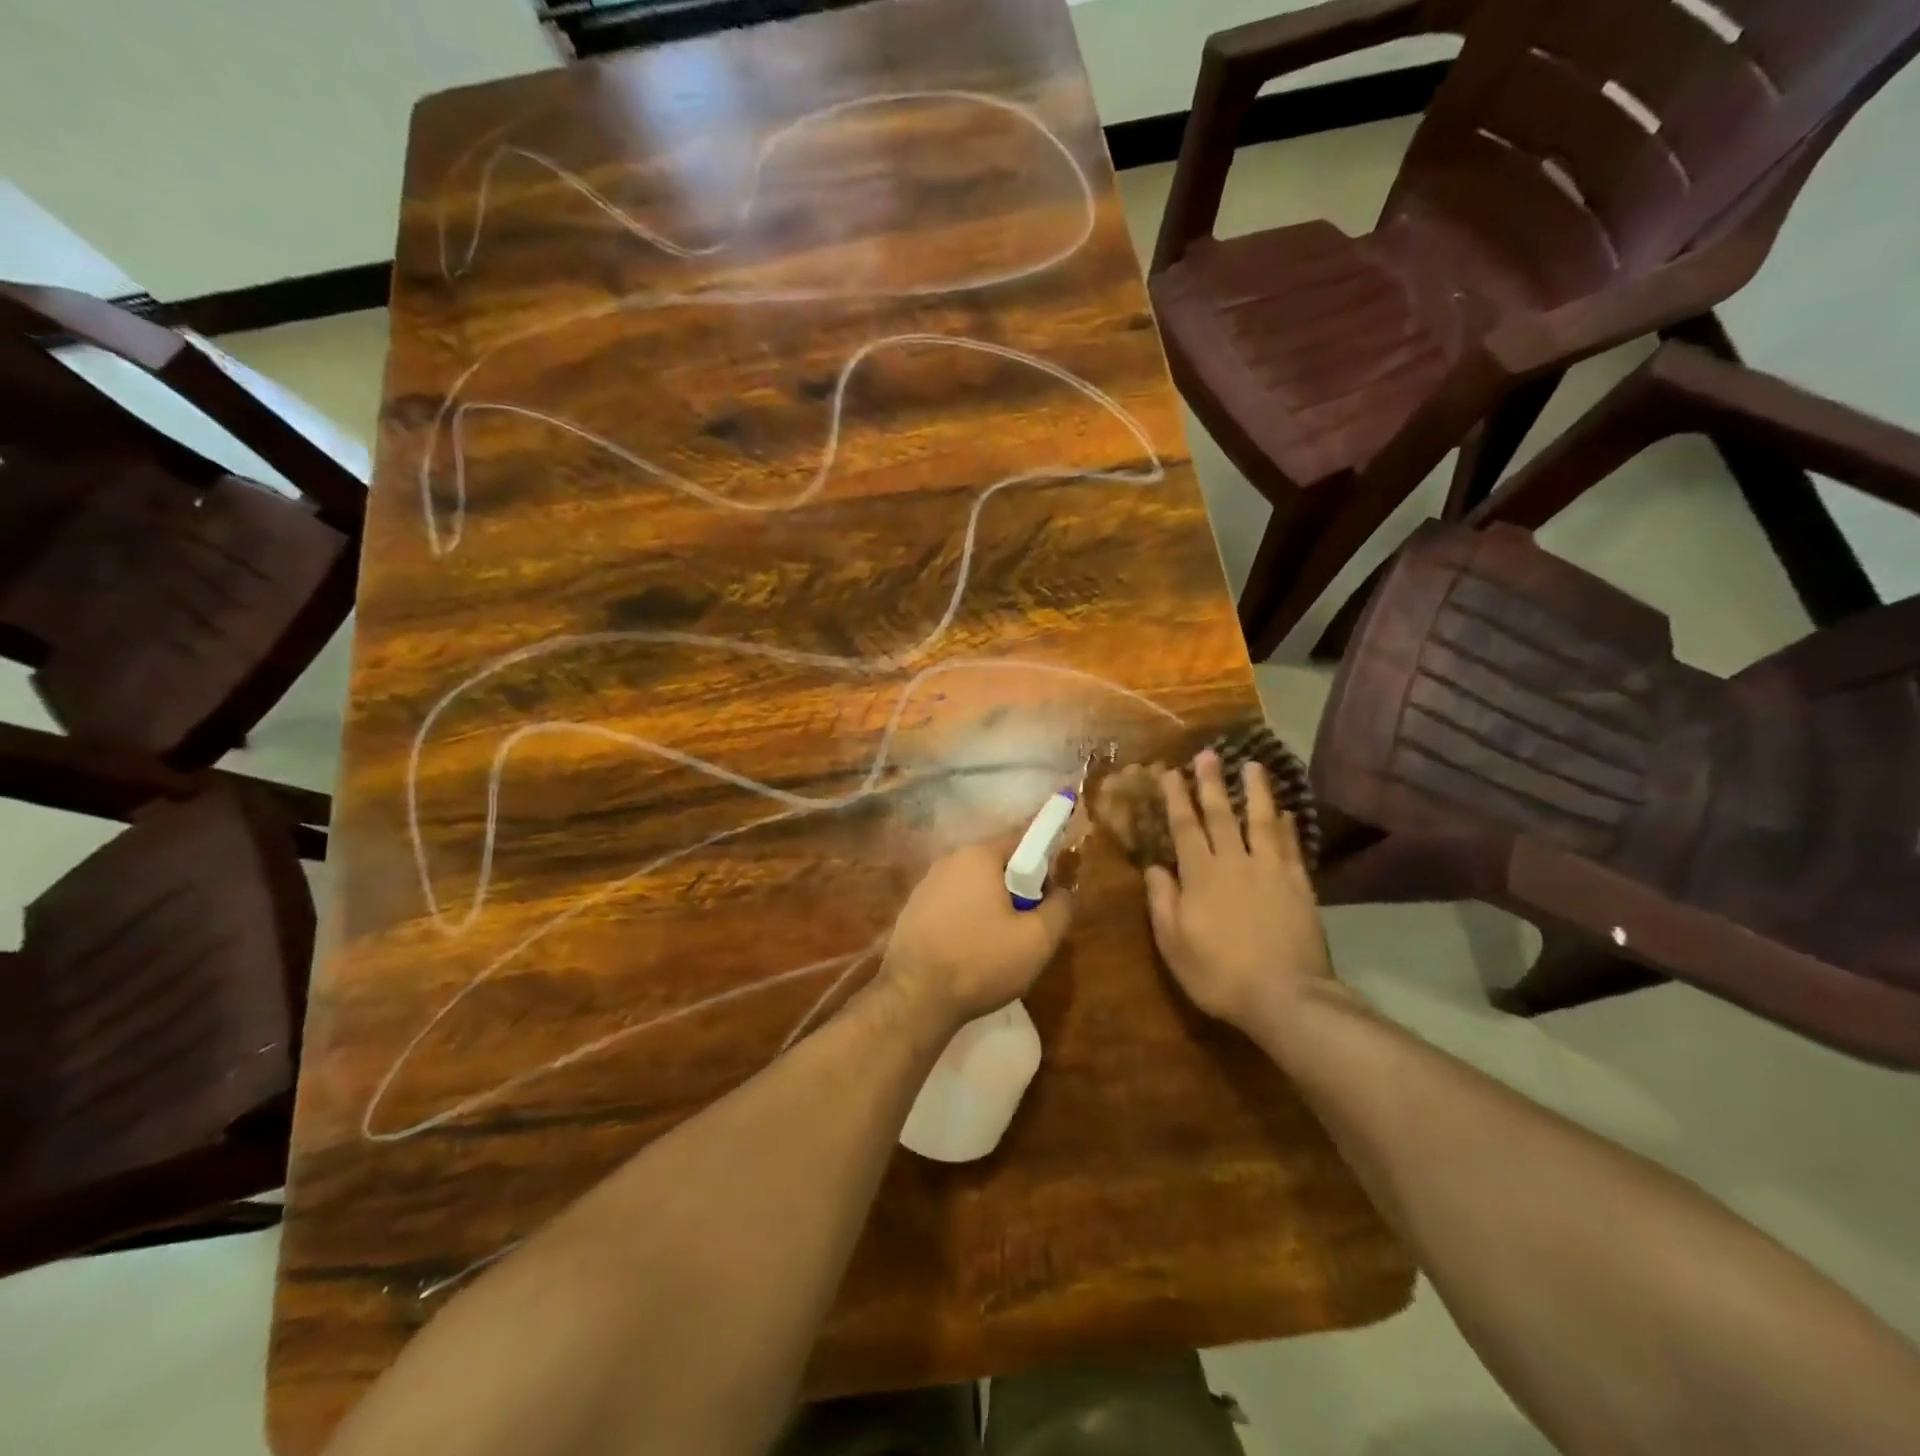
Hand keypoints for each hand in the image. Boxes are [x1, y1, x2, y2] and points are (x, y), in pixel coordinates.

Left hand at [881, 839, 1073, 1026]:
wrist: (915, 998)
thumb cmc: (981, 961)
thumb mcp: (1038, 939)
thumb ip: (1060, 907)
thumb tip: (1062, 891)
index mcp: (977, 856)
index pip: (1021, 843)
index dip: (1041, 869)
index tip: (1046, 902)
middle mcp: (948, 861)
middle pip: (995, 867)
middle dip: (1015, 892)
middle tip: (1025, 929)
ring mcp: (924, 886)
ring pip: (972, 889)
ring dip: (989, 909)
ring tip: (996, 948)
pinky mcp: (911, 911)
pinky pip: (950, 907)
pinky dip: (964, 922)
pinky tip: (968, 954)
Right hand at [1145, 749, 1333, 1031]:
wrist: (1286, 996)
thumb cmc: (1220, 974)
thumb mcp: (1174, 944)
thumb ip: (1162, 902)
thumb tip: (1154, 867)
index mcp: (1200, 875)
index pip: (1185, 826)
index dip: (1176, 797)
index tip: (1171, 771)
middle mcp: (1235, 862)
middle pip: (1221, 814)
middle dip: (1211, 782)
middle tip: (1208, 753)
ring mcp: (1270, 870)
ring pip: (1260, 820)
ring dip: (1255, 791)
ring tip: (1252, 765)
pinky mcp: (1299, 885)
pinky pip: (1290, 846)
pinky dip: (1286, 826)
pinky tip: (1285, 811)